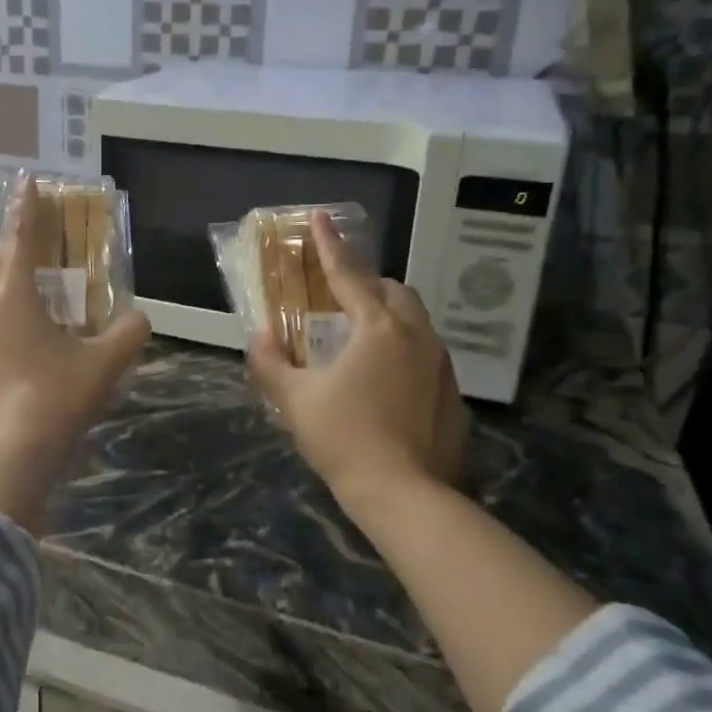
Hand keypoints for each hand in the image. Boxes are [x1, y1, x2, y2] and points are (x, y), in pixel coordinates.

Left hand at [0, 177, 149, 531]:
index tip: (25, 181)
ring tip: (12, 328)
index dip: (27, 208)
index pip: (21, 238)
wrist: (3, 458)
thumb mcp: (104, 365)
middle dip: (6, 260)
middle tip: (29, 274)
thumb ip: (129, 332)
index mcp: (12, 295)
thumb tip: (139, 319)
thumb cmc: (56, 399)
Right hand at [247, 210, 465, 510]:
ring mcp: (441, 365)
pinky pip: (426, 354)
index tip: (320, 217)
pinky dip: (404, 350)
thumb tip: (259, 332)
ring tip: (361, 335)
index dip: (330, 245)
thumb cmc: (343, 438)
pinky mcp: (452, 394)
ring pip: (416, 321)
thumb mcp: (294, 399)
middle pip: (394, 291)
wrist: (404, 495)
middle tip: (339, 295)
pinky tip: (385, 380)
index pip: (349, 275)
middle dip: (367, 283)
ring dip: (388, 315)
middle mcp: (417, 337)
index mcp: (378, 329)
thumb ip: (270, 361)